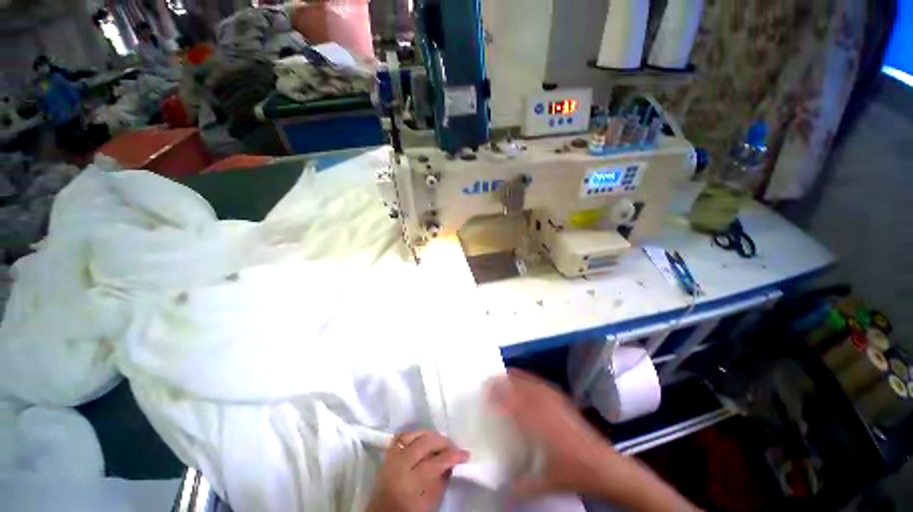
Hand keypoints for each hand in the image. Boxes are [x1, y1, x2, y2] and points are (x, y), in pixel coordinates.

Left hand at [366, 431, 469, 511]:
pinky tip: (423, 438)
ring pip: (413, 435)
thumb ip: (441, 480)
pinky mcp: (387, 454)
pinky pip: (402, 436)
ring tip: (439, 441)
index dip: (452, 456)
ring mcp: (391, 457)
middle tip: (453, 447)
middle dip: (442, 442)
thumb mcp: (430, 502)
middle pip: (425, 443)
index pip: (436, 462)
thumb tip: (452, 462)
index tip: (465, 454)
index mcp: (410, 482)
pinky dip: (414, 434)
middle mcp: (399, 465)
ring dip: (429, 435)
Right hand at [488, 369, 620, 497]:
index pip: (512, 404)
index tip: (485, 390)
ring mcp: (556, 403)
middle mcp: (545, 409)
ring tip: (504, 375)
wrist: (604, 467)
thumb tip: (499, 491)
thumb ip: (519, 487)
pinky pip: (543, 385)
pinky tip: (526, 379)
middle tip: (490, 380)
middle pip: (521, 388)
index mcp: (538, 426)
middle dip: (504, 382)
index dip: (497, 394)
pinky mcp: (564, 402)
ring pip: (531, 383)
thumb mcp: (544, 484)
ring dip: (516, 377)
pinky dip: (531, 379)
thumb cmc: (573, 474)